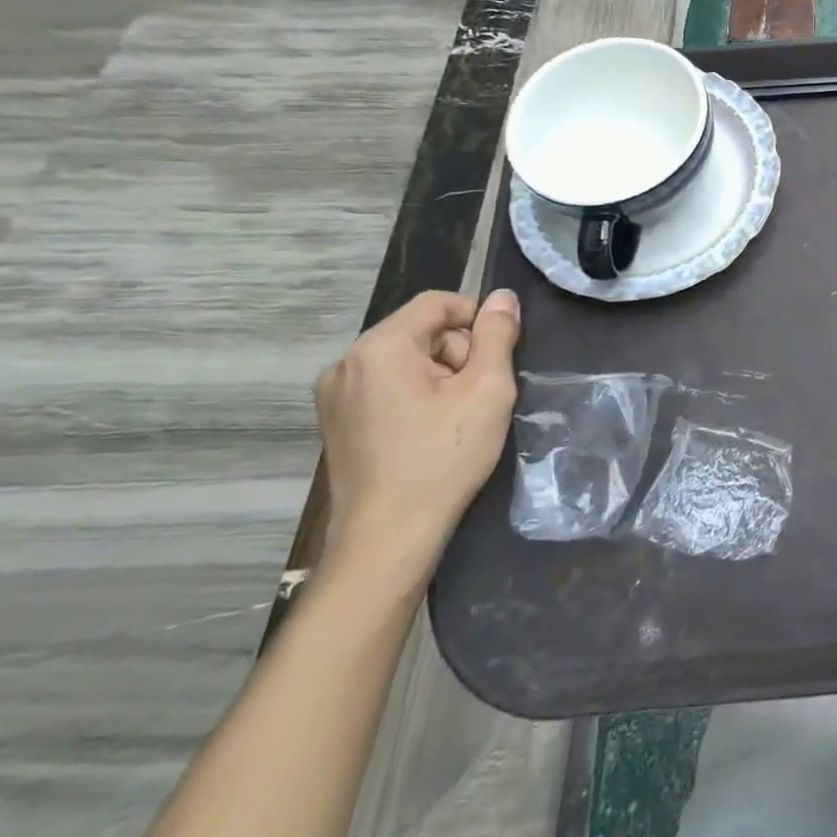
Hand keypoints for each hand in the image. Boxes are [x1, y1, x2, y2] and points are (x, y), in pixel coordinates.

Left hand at [313, 289, 520, 582]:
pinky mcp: (336, 423)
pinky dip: (414, 397)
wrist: (388, 538)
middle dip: (457, 353)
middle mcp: (346, 363)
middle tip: (478, 396)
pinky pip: (385, 386)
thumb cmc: (443, 457)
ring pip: (404, 360)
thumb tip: (502, 298)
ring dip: (439, 376)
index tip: (498, 356)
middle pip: (420, 331)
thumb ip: (497, 335)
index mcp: (380, 347)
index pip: (437, 302)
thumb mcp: (487, 389)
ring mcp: (334, 395)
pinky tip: (429, 432)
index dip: (476, 318)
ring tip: (456, 418)